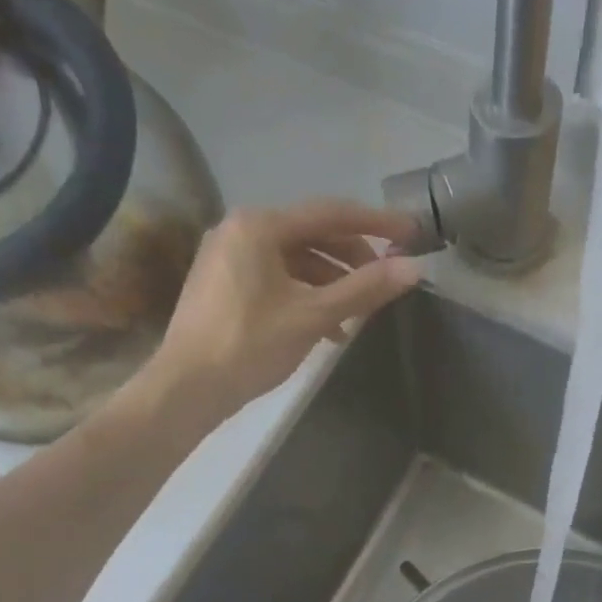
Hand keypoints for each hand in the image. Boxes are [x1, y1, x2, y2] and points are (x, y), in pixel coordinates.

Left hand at [145, 200, 423, 420]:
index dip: (376, 223)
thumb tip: (413, 269)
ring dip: (330, 282)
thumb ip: (363, 289)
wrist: (187, 387)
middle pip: (310, 235)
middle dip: (352, 258)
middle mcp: (239, 230)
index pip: (330, 214)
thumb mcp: (313, 316)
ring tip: (360, 312)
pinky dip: (305, 295)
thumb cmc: (250, 345)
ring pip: (293, 261)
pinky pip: (275, 280)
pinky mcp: (223, 287)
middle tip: (385, 279)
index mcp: (259, 225)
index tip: (411, 234)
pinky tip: (327, 328)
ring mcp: (227, 258)